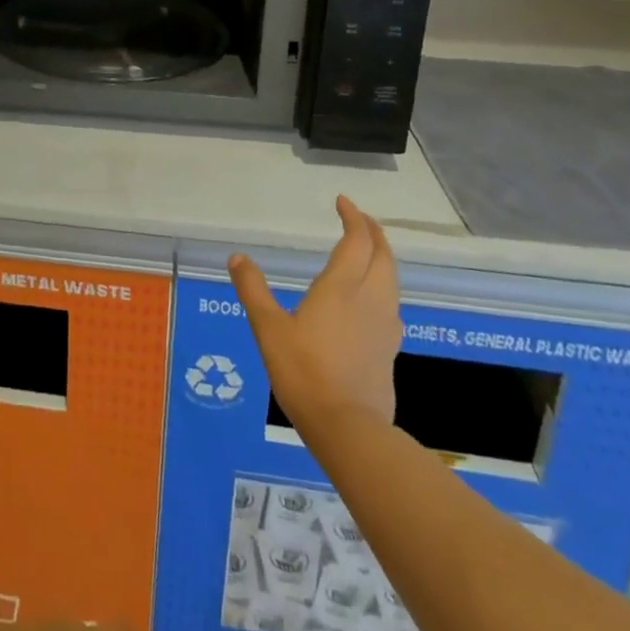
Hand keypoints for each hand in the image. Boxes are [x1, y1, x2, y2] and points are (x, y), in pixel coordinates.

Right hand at [230, 196, 401, 428]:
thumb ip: (253, 289)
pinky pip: (391, 305)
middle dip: (374, 233)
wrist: (348, 428)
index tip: (343, 202)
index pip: (357, 240)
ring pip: (392, 280)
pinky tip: (372, 301)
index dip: (353, 217)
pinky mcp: (389, 350)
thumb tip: (237, 257)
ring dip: (383, 259)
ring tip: (368, 253)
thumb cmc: (303, 371)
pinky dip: (384, 287)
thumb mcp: (268, 328)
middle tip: (359, 220)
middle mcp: (370, 299)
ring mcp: (384, 326)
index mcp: (342, 287)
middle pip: (383, 256)